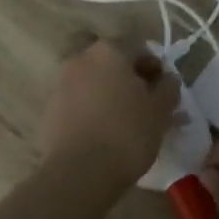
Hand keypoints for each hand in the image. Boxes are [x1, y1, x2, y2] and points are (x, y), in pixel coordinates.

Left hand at [39, 38, 180, 187]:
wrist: (79, 172)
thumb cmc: (127, 134)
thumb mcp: (160, 111)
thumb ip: (168, 88)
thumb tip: (167, 78)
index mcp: (109, 51)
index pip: (138, 46)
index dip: (154, 66)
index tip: (163, 90)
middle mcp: (81, 59)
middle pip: (111, 60)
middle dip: (128, 76)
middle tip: (143, 102)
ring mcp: (61, 83)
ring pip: (92, 80)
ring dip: (108, 92)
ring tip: (124, 121)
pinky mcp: (49, 109)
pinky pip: (77, 101)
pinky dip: (91, 109)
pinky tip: (102, 132)